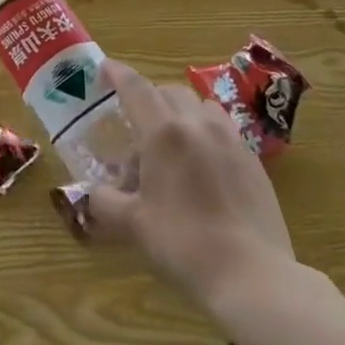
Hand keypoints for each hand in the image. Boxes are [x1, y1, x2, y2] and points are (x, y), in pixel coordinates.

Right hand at [87, 58, 296, 307]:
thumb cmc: (184, 245)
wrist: (253, 275)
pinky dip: (206, 133)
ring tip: (172, 142)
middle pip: (168, 92)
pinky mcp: (253, 159)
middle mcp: (198, 124)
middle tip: (134, 123)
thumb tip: (90, 194)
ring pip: (201, 106)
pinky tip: (203, 167)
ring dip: (181, 112)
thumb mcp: (134, 226)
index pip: (135, 87)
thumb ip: (105, 202)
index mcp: (164, 133)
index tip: (104, 69)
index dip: (117, 73)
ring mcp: (231, 139)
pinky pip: (224, 129)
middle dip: (148, 98)